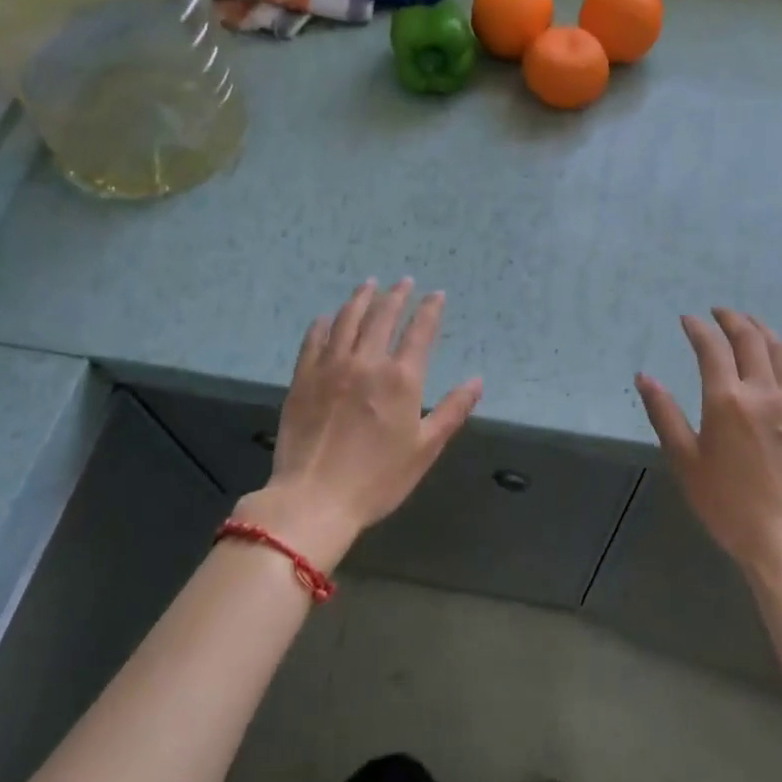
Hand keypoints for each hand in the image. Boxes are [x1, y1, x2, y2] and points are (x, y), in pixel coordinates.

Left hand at [237, 280, 481, 569]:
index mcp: (401, 379)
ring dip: (360, 299)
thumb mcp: (425, 449)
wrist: (314, 499)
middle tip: (403, 282)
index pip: (420, 331)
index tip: (436, 294)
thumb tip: (478, 381)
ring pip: (347, 321)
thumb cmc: (378, 479)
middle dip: (396, 295)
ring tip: (369, 285)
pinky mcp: (303, 379)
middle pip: (383, 317)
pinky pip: (313, 341)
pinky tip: (327, 318)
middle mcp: (366, 362)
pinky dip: (323, 324)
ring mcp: (330, 367)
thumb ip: (453, 410)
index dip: (430, 309)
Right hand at [636, 309, 781, 586]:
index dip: (698, 328)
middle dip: (732, 319)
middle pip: (750, 339)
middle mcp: (764, 391)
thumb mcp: (685, 461)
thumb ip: (664, 414)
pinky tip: (778, 358)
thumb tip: (644, 377)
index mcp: (728, 400)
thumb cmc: (728, 504)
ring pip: (780, 350)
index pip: (712, 348)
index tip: (688, 319)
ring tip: (748, 323)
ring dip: (761, 329)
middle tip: (718, 312)